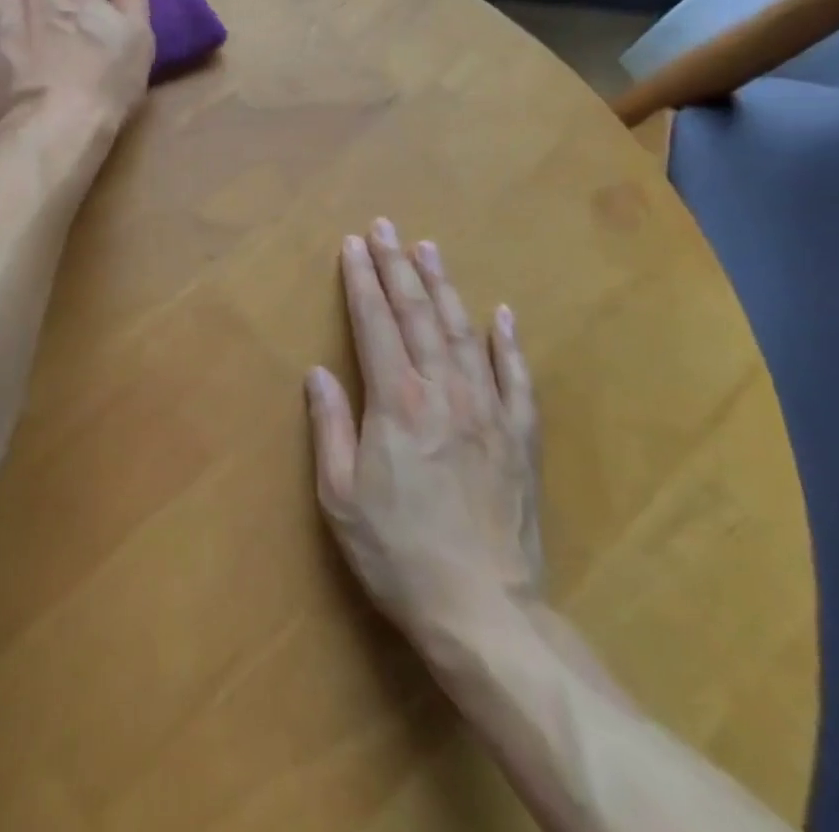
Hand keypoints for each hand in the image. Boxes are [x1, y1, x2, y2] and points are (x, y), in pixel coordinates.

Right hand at [306, 220, 541, 654]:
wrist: (484, 612)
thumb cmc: (398, 552)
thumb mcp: (340, 495)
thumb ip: (328, 426)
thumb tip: (318, 372)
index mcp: (396, 402)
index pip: (374, 323)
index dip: (362, 280)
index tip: (353, 244)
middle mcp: (443, 392)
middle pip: (418, 314)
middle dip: (398, 266)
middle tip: (386, 227)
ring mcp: (488, 410)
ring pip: (464, 332)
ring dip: (444, 287)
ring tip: (430, 249)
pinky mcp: (520, 438)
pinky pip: (517, 378)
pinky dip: (509, 342)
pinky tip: (503, 314)